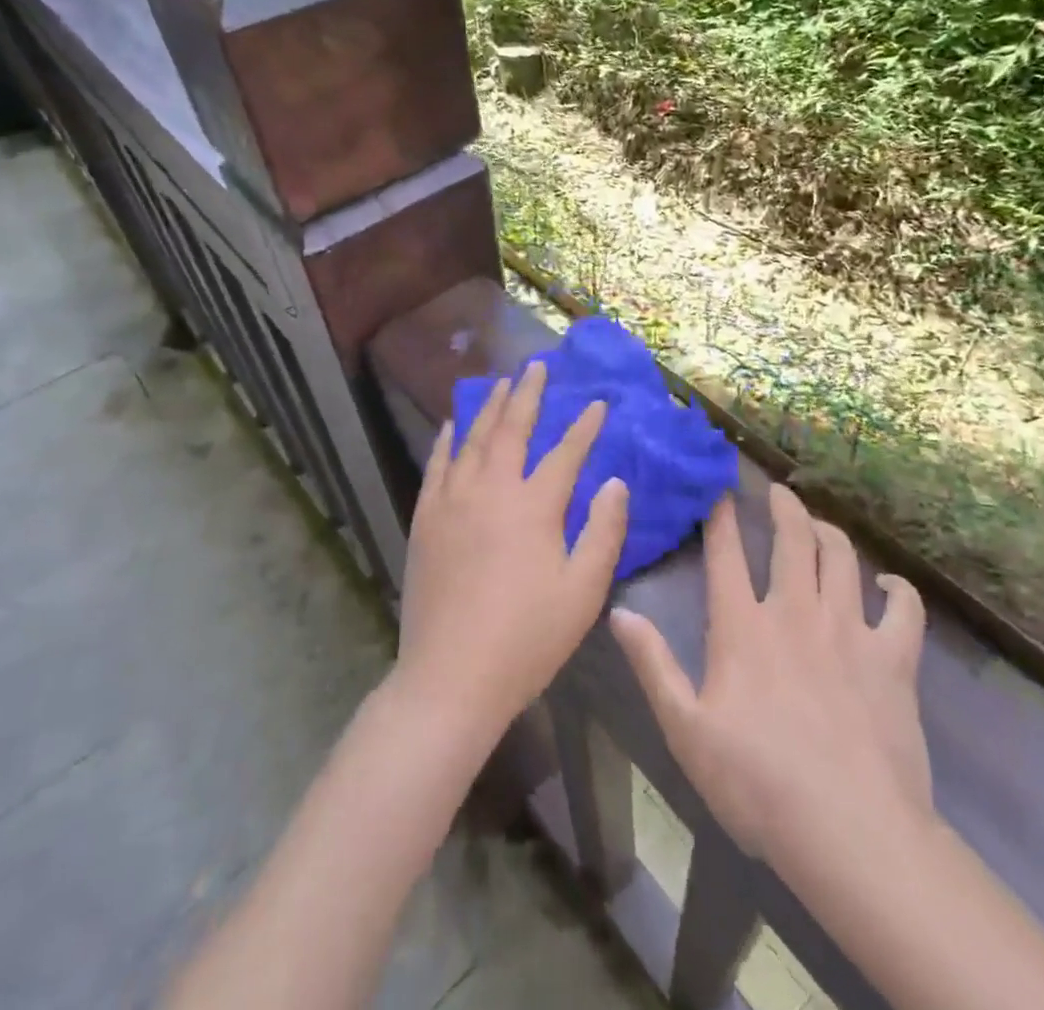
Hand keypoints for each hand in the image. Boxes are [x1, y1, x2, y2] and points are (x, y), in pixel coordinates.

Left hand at [393, 360, 629, 735]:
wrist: (450, 677)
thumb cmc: (527, 638)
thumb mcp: (582, 591)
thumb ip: (604, 532)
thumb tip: (617, 482)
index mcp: (534, 507)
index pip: (566, 452)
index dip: (585, 426)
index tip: (598, 402)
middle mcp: (491, 489)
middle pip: (512, 428)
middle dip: (528, 394)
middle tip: (537, 366)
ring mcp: (453, 500)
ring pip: (473, 438)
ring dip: (489, 407)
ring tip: (500, 382)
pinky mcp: (426, 518)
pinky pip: (437, 465)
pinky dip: (448, 439)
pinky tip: (452, 424)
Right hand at [610, 483, 931, 880]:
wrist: (851, 833)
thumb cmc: (757, 785)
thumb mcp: (685, 730)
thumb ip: (653, 665)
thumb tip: (621, 612)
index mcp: (743, 627)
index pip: (726, 553)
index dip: (720, 516)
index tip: (720, 491)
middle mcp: (796, 612)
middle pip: (792, 538)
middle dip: (784, 506)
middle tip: (778, 491)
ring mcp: (849, 631)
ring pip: (842, 557)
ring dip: (830, 532)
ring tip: (819, 525)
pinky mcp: (894, 659)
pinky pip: (904, 607)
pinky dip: (897, 588)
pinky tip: (887, 584)